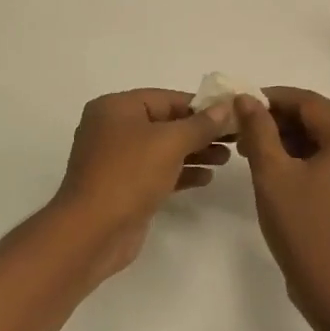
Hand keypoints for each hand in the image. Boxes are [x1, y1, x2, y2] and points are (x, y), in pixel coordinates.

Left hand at [53, 89, 233, 277]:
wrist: (93, 232)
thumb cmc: (129, 175)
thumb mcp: (169, 143)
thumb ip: (200, 124)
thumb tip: (225, 106)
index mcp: (115, 108)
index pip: (166, 98)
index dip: (201, 105)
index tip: (233, 113)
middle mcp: (113, 129)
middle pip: (165, 123)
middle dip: (200, 131)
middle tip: (236, 138)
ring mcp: (117, 160)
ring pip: (163, 149)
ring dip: (195, 152)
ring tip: (227, 158)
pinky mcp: (123, 187)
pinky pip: (157, 172)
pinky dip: (181, 172)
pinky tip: (207, 178)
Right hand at [235, 87, 329, 317]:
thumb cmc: (304, 227)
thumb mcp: (273, 174)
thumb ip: (258, 130)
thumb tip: (245, 99)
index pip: (308, 102)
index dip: (271, 98)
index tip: (238, 104)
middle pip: (317, 119)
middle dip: (277, 120)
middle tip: (240, 129)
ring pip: (321, 142)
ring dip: (286, 140)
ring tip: (249, 151)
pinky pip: (327, 164)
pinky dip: (300, 160)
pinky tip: (273, 171)